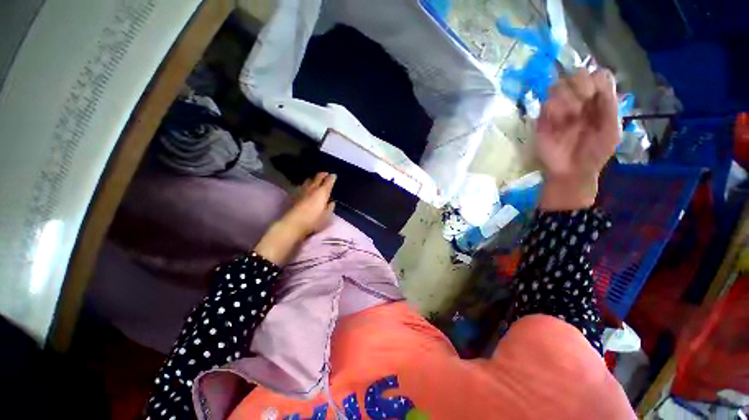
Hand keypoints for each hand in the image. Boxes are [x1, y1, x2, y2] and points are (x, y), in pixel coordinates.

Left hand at [253, 173, 335, 263]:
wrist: (293, 224)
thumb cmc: (313, 221)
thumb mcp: (326, 216)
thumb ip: (330, 208)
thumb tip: (331, 202)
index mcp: (322, 193)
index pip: (328, 182)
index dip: (332, 178)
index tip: (334, 175)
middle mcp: (312, 189)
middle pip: (317, 178)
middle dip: (322, 175)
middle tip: (326, 173)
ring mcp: (302, 191)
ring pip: (308, 181)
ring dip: (313, 178)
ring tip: (316, 179)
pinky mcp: (295, 196)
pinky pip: (302, 186)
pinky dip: (306, 184)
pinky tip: (306, 187)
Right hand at [536, 69, 618, 209]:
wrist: (571, 172)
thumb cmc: (594, 153)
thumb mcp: (611, 130)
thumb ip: (610, 105)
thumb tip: (597, 81)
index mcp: (598, 101)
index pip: (598, 74)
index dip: (597, 80)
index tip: (597, 96)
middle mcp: (578, 100)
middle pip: (577, 74)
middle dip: (581, 86)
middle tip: (583, 104)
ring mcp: (559, 109)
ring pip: (558, 85)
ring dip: (566, 98)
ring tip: (569, 117)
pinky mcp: (542, 119)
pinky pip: (546, 104)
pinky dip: (554, 110)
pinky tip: (558, 123)